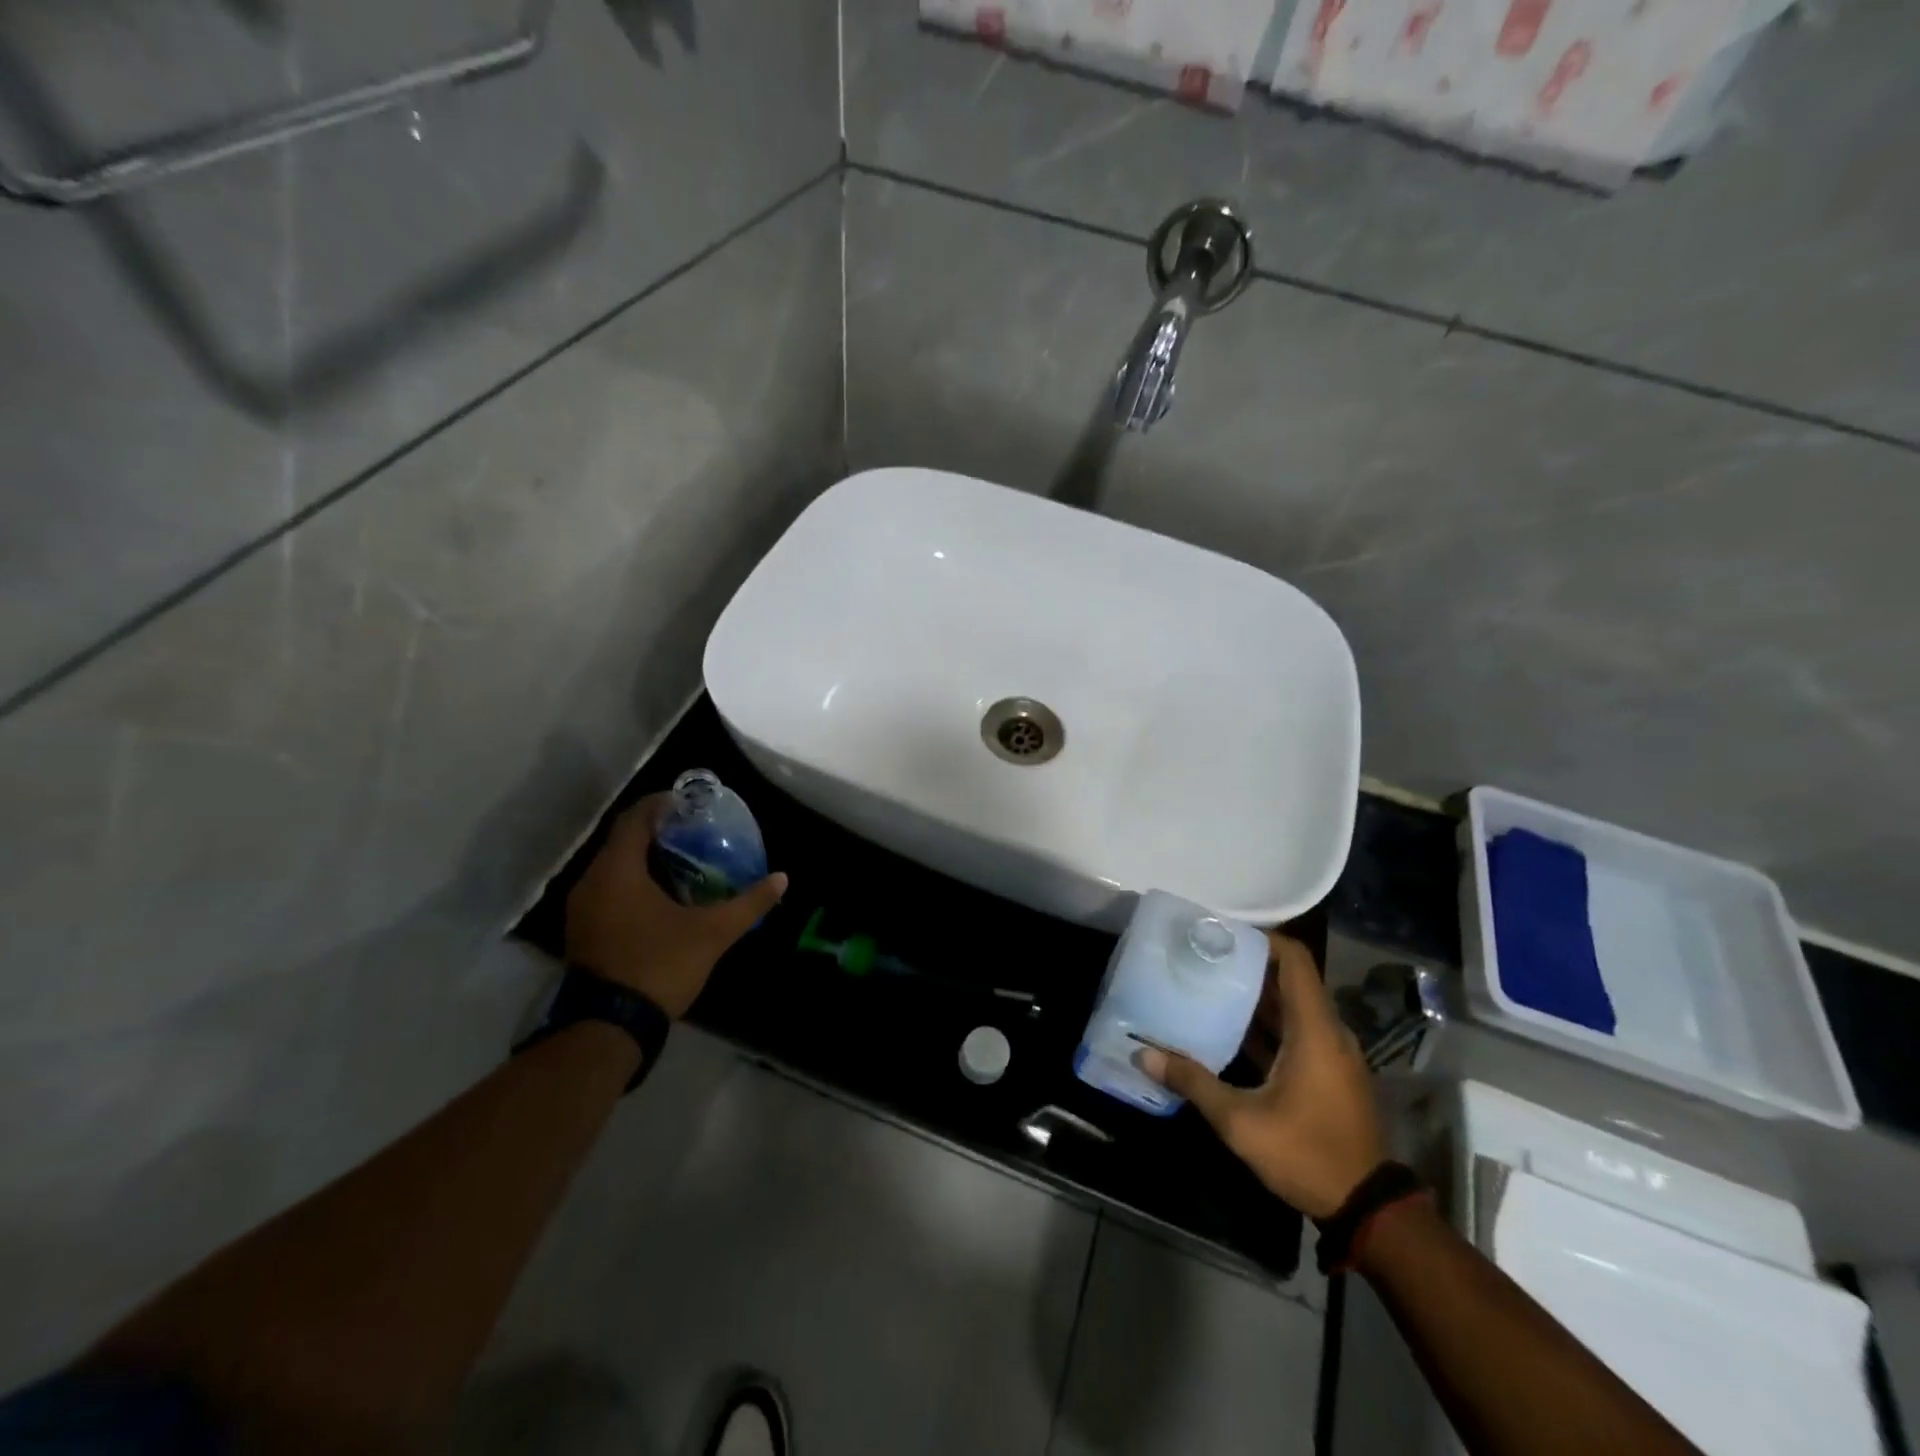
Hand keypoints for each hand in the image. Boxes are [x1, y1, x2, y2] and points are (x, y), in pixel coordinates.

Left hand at [564, 794, 787, 1017]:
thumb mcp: (713, 932)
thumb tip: (782, 879)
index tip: (689, 803)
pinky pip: (608, 891)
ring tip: (682, 861)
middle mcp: (592, 881)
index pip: (635, 819)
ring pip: (613, 868)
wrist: (609, 1027)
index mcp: (618, 871)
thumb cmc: (660, 965)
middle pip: (623, 841)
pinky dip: (632, 883)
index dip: (661, 805)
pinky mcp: (583, 931)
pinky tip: (660, 897)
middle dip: (657, 832)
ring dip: (643, 859)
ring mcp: (582, 909)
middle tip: (693, 832)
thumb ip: (748, 903)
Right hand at [1140, 932, 1384, 1218]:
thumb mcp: (1241, 1122)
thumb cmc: (1306, 1154)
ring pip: (1292, 1006)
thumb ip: (1193, 1082)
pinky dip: (1267, 1023)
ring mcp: (1332, 1052)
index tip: (1221, 933)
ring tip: (1208, 984)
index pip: (1295, 959)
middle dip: (1248, 964)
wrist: (1367, 1208)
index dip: (1261, 938)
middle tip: (1202, 956)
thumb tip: (1143, 1055)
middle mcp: (1328, 1031)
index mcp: (1314, 1029)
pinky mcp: (1330, 1072)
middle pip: (1290, 978)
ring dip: (1255, 995)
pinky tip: (1229, 1029)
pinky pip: (1297, 1030)